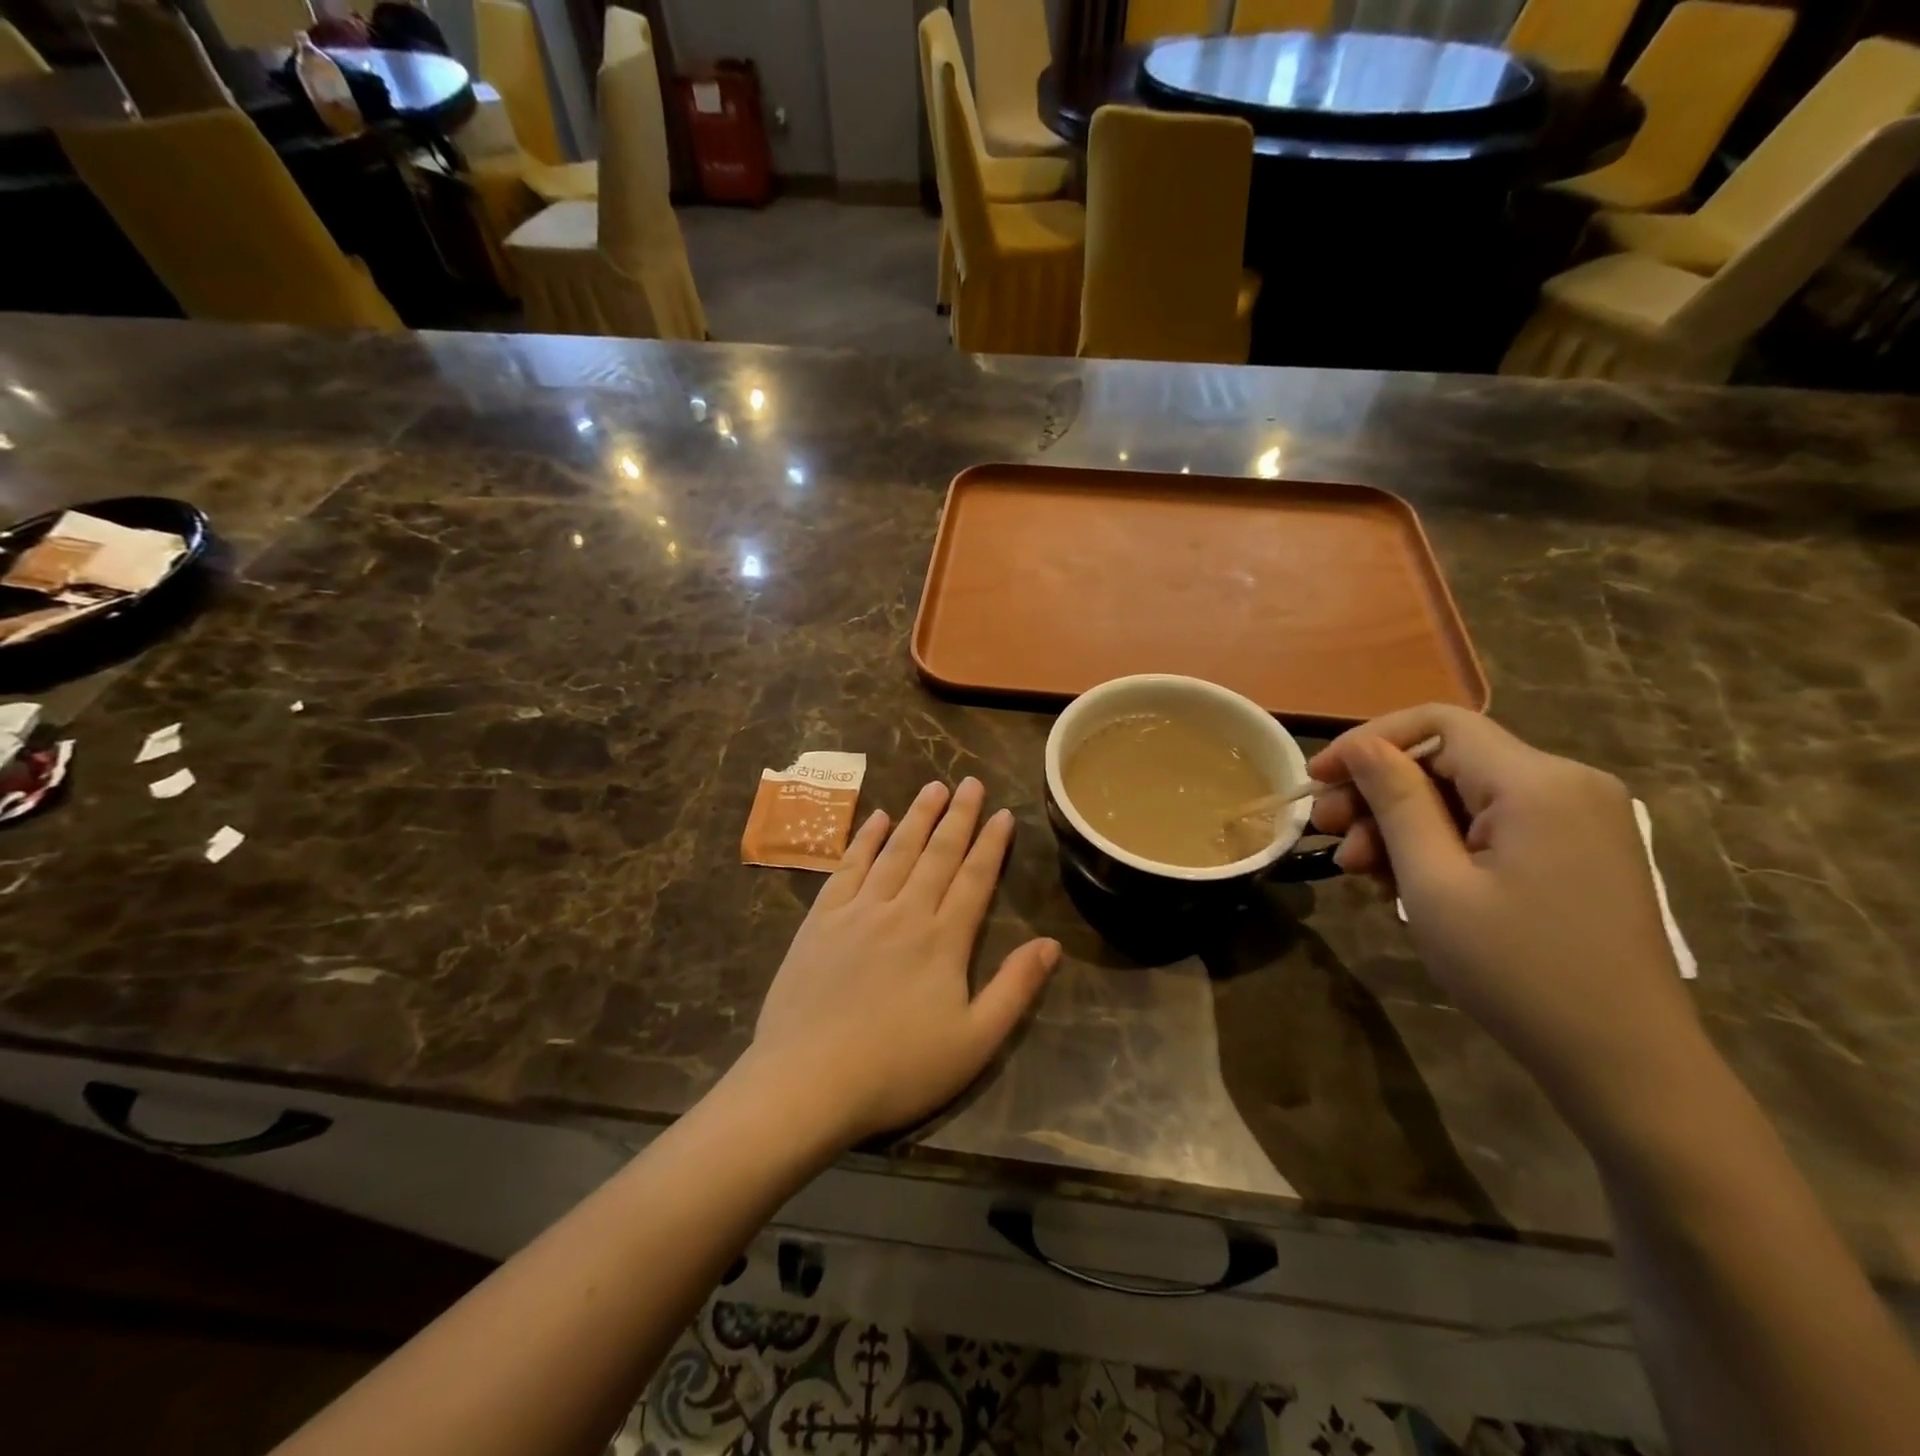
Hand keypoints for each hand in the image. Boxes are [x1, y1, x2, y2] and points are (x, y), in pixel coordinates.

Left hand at [748, 778, 1060, 1144]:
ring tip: (933, 787)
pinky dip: (865, 840)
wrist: (808, 1081)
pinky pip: (847, 867)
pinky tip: (876, 819)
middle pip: (937, 854)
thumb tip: (1050, 944)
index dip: (991, 844)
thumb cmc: (898, 1069)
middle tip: (971, 782)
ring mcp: (858, 911)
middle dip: (958, 816)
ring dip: (917, 817)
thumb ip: (1015, 989)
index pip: (974, 879)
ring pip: (895, 851)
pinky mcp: (821, 920)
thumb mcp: (974, 1042)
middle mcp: (903, 912)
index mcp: (942, 940)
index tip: (1003, 814)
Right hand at [1308, 706, 1703, 1116]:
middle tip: (1328, 834)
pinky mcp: (1577, 850)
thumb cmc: (1517, 972)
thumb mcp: (1435, 884)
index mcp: (1538, 783)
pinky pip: (1491, 824)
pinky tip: (1405, 882)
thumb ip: (1397, 802)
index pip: (1437, 723)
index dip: (1367, 741)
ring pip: (1464, 795)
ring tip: (1360, 871)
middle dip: (1378, 793)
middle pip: (1448, 760)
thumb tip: (1362, 748)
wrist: (1625, 1065)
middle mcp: (1567, 783)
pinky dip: (1441, 843)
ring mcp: (1578, 818)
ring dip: (1402, 824)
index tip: (1317, 779)